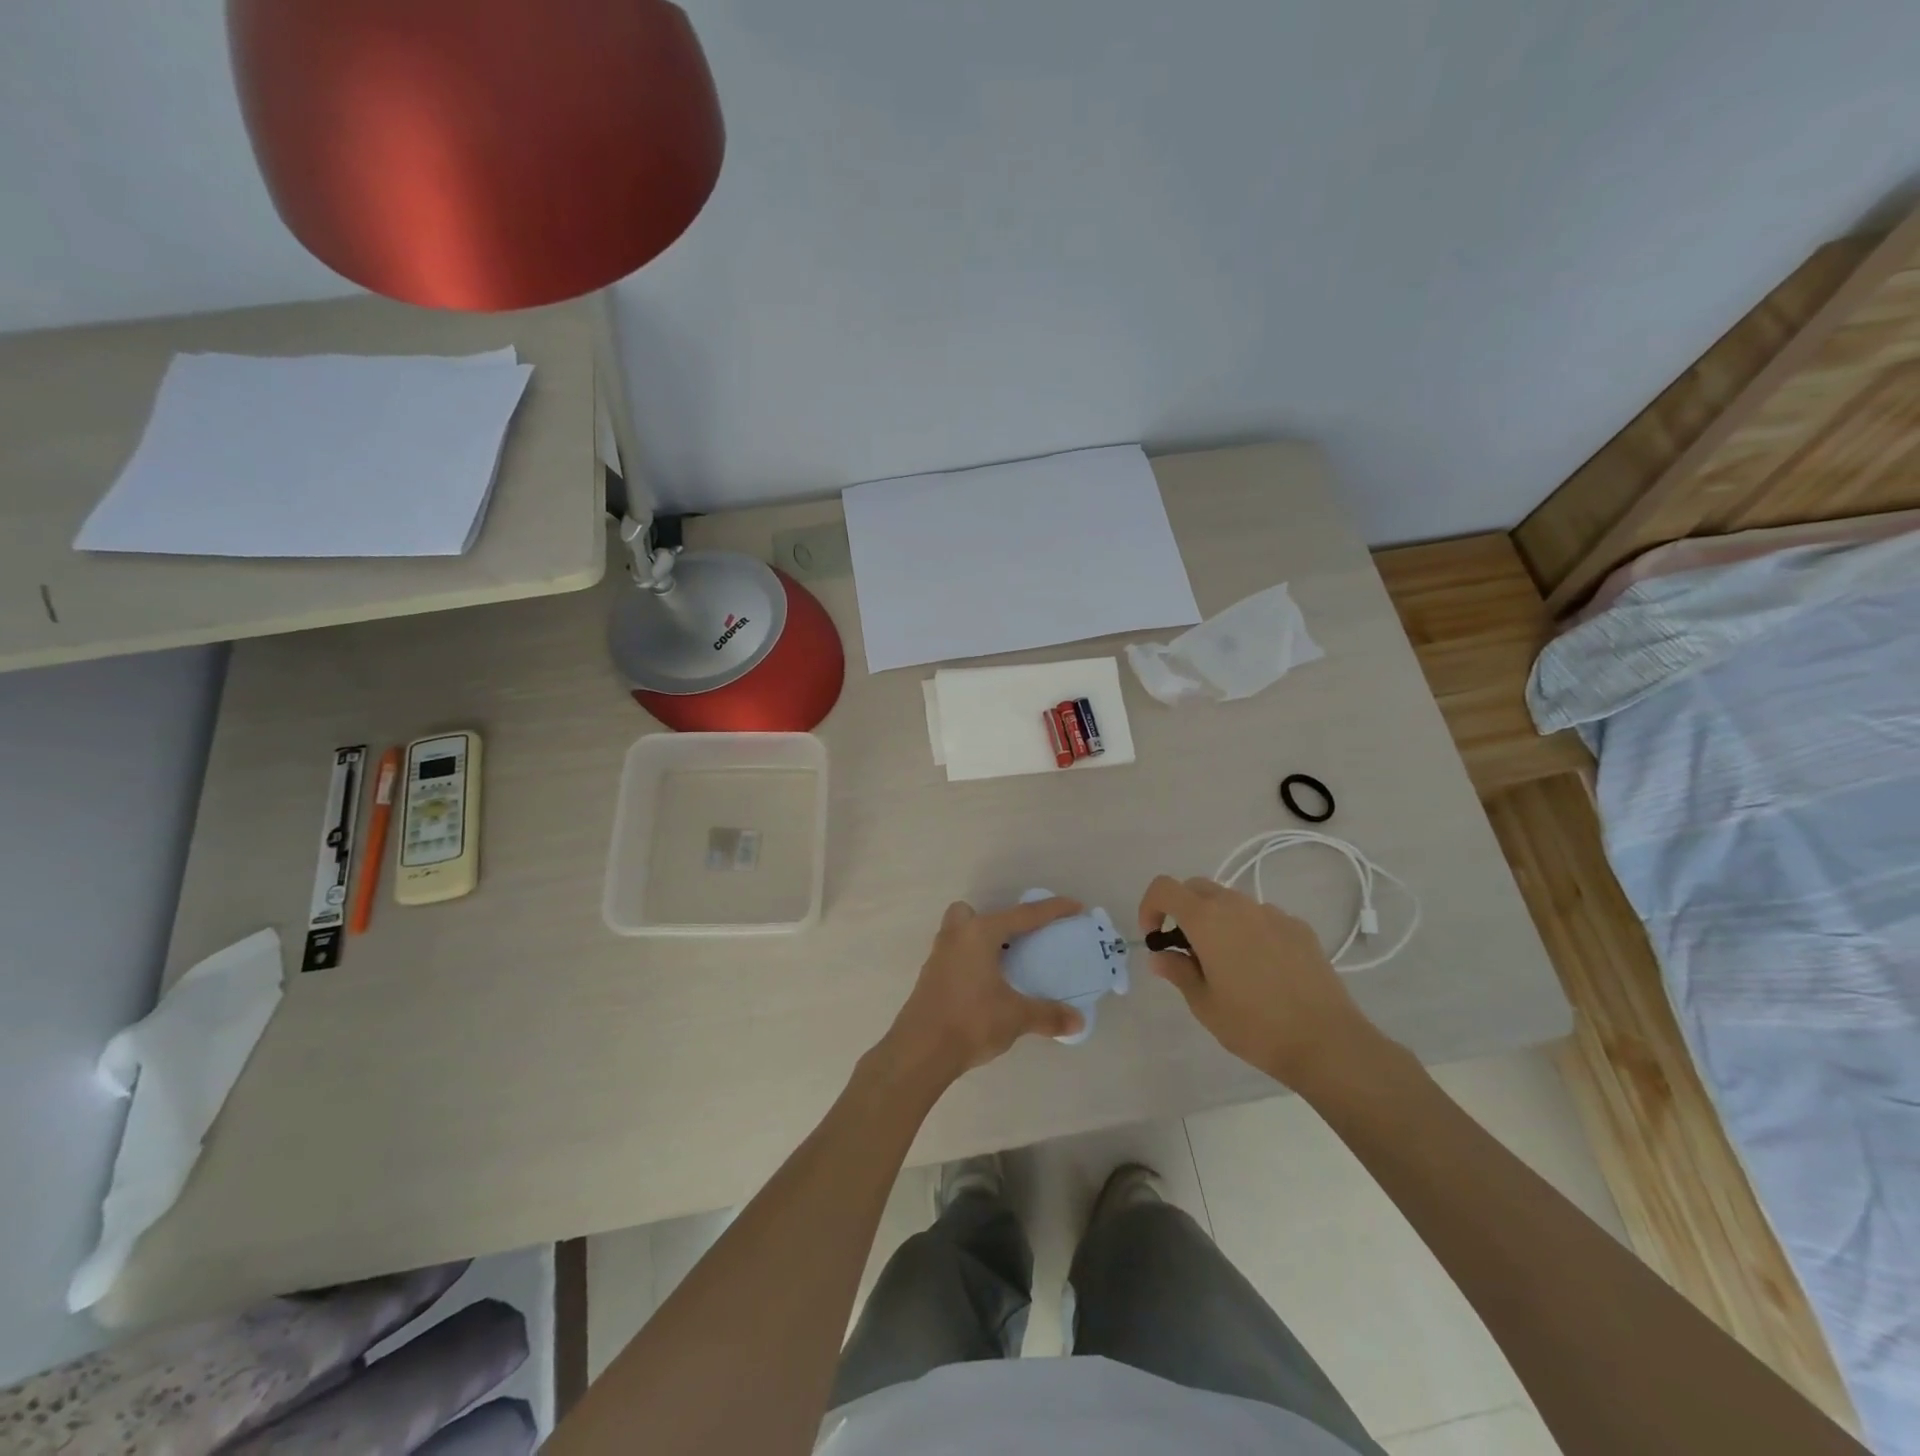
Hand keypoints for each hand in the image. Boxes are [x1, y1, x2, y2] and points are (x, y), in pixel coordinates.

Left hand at [881, 897, 1086, 1088]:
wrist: (920, 1051)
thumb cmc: (971, 1021)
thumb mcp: (1016, 1017)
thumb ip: (1048, 1015)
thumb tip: (1078, 1021)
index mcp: (979, 934)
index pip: (1023, 915)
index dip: (1052, 910)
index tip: (1074, 907)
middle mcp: (956, 936)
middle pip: (972, 913)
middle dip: (993, 921)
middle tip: (1016, 942)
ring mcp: (938, 956)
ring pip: (959, 934)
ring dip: (980, 943)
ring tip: (1004, 965)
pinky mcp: (930, 977)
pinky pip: (954, 956)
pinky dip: (971, 962)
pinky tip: (985, 987)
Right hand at [1138, 875, 1385, 1091]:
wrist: (1327, 1042)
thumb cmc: (1254, 1025)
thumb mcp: (1203, 1004)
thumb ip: (1177, 971)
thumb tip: (1160, 956)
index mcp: (1207, 920)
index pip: (1164, 888)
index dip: (1150, 906)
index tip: (1154, 937)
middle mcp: (1238, 906)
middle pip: (1197, 888)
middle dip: (1182, 910)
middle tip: (1186, 950)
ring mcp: (1272, 914)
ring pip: (1231, 902)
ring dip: (1217, 921)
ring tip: (1227, 965)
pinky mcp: (1299, 928)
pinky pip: (1262, 918)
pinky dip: (1249, 932)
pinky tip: (1262, 970)